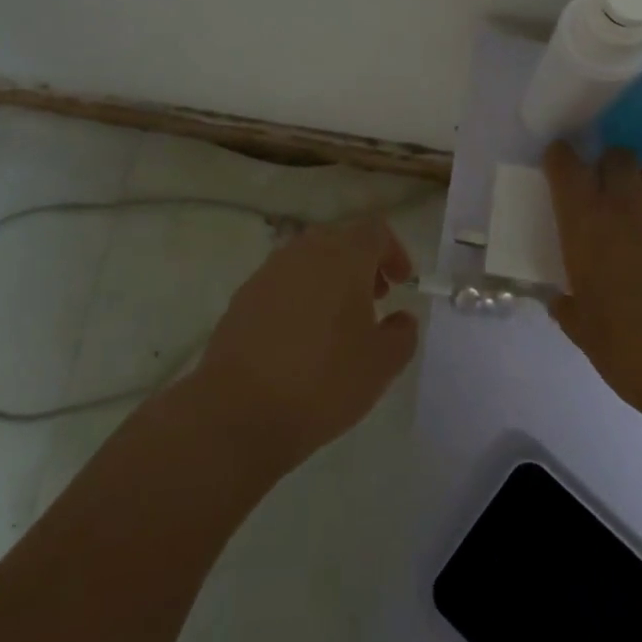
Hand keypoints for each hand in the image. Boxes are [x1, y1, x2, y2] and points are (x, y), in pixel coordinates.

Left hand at [194, 218, 418, 473]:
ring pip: (309, 259)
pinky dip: (300, 295)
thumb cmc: (323, 381)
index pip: (375, 230)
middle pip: (341, 239)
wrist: (239, 410)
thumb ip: (402, 334)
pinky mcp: (244, 295)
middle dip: (362, 263)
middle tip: (374, 300)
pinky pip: (283, 282)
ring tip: (337, 321)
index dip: (394, 251)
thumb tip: (401, 318)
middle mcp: (306, 252)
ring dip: (330, 278)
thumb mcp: (381, 365)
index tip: (401, 283)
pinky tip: (301, 336)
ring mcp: (270, 271)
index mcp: (344, 257)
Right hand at [544, 144, 641, 425]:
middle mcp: (629, 205)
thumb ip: (569, 309)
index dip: (561, 158)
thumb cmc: (633, 353)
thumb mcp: (585, 333)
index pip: (566, 167)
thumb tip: (560, 302)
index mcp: (587, 224)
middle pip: (617, 157)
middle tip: (610, 194)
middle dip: (610, 168)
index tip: (560, 163)